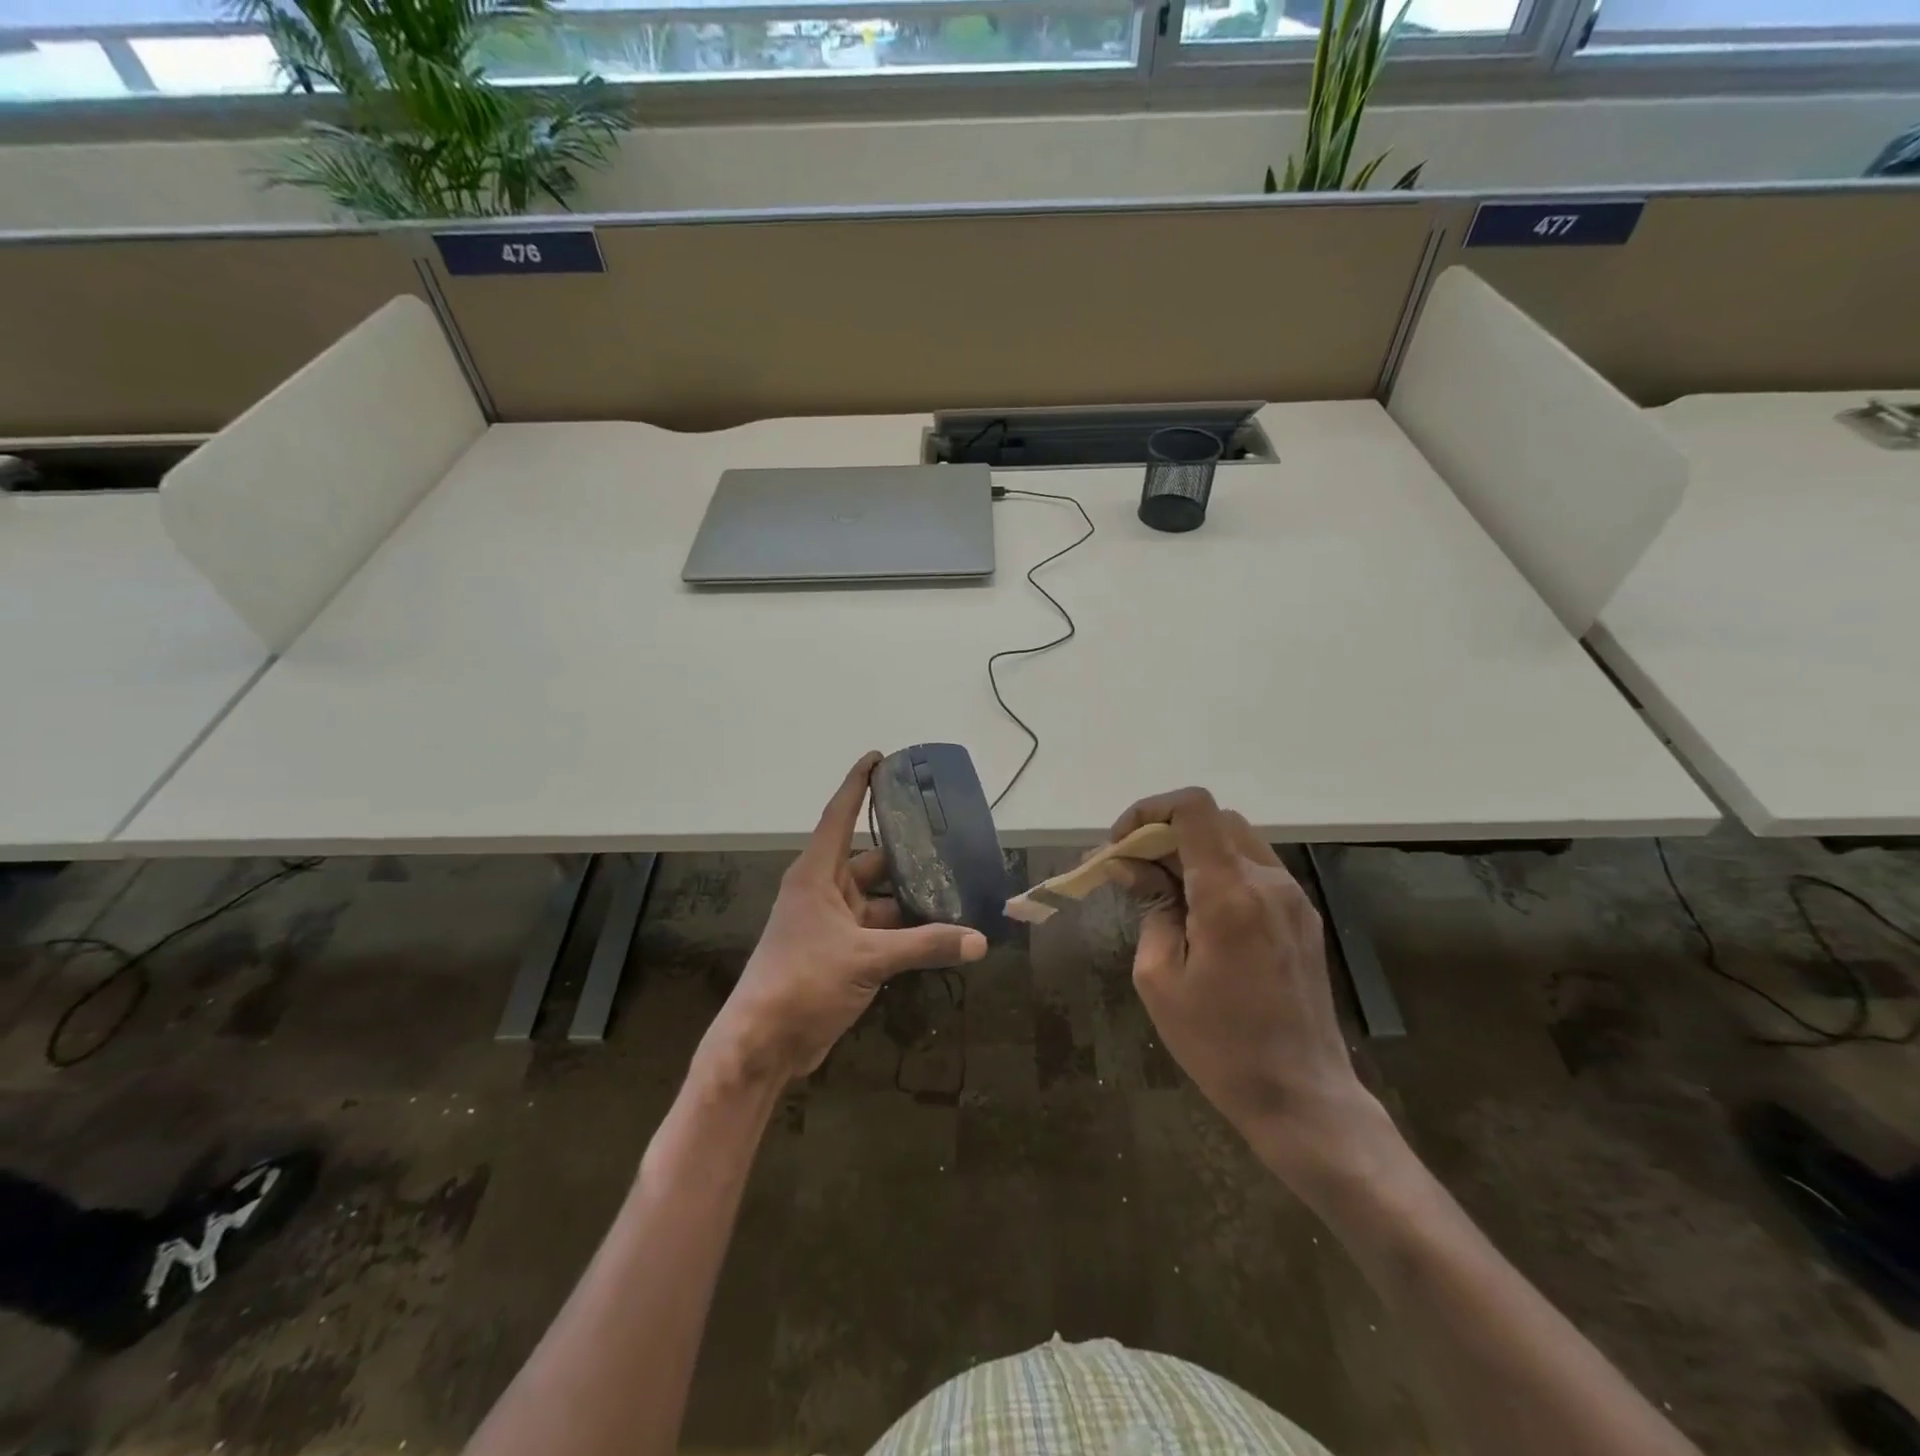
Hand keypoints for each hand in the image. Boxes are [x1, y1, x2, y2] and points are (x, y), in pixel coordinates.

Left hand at [703, 752, 988, 1085]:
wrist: (764, 1044)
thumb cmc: (802, 981)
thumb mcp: (866, 958)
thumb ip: (925, 945)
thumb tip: (979, 940)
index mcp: (817, 875)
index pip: (839, 815)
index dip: (858, 784)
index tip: (879, 757)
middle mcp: (826, 892)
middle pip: (873, 860)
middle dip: (908, 852)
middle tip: (951, 838)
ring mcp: (834, 925)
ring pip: (883, 900)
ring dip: (914, 899)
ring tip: (959, 887)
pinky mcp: (844, 955)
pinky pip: (883, 931)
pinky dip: (910, 932)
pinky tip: (944, 931)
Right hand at [1107, 788, 1375, 1153]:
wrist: (1302, 1096)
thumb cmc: (1219, 1044)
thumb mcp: (1160, 978)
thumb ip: (1149, 908)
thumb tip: (1129, 866)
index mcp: (1229, 894)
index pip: (1193, 808)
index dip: (1149, 810)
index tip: (1122, 845)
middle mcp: (1268, 881)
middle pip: (1213, 820)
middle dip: (1166, 832)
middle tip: (1135, 870)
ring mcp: (1293, 897)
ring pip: (1237, 840)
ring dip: (1194, 850)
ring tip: (1164, 890)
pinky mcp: (1303, 916)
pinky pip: (1256, 869)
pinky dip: (1221, 870)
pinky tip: (1201, 911)